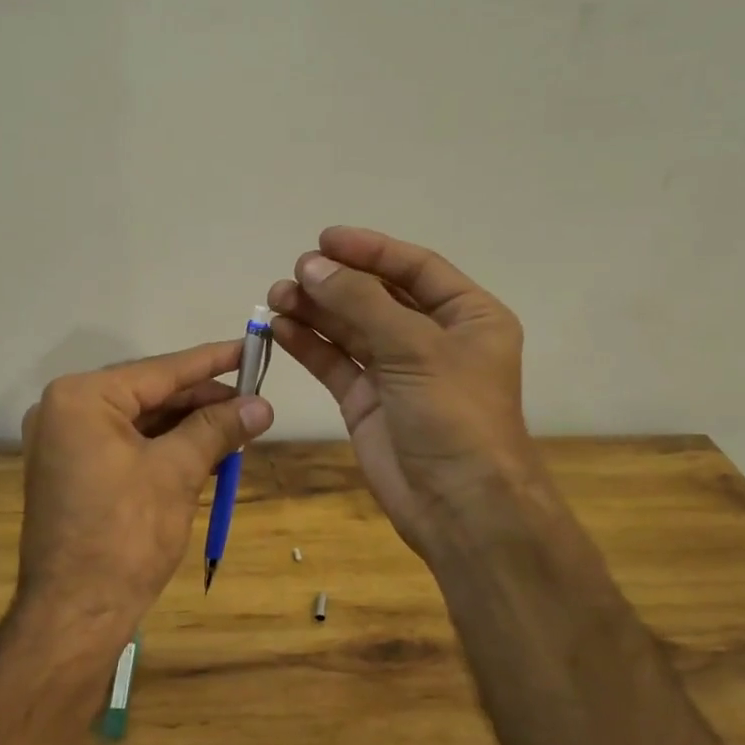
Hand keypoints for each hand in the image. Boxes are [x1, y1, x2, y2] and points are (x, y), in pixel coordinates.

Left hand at [16, 341, 273, 646]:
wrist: (74, 615)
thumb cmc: (125, 534)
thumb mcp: (177, 472)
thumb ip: (218, 429)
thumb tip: (263, 405)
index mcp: (81, 398)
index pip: (160, 371)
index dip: (211, 361)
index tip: (249, 348)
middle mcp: (65, 410)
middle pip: (149, 395)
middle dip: (202, 402)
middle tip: (253, 402)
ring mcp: (64, 443)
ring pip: (141, 422)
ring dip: (188, 427)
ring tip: (238, 427)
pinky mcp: (72, 471)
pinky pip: (126, 445)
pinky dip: (165, 448)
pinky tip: (206, 451)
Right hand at [268, 227, 541, 564]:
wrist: (459, 505)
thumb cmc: (453, 413)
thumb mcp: (414, 347)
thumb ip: (360, 301)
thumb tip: (310, 265)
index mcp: (467, 316)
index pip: (415, 268)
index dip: (370, 250)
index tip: (324, 239)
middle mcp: (433, 338)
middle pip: (377, 296)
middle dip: (335, 282)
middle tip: (293, 273)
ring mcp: (397, 371)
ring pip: (350, 328)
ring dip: (315, 310)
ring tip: (277, 296)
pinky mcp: (367, 401)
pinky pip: (335, 362)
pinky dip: (309, 344)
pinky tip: (280, 328)